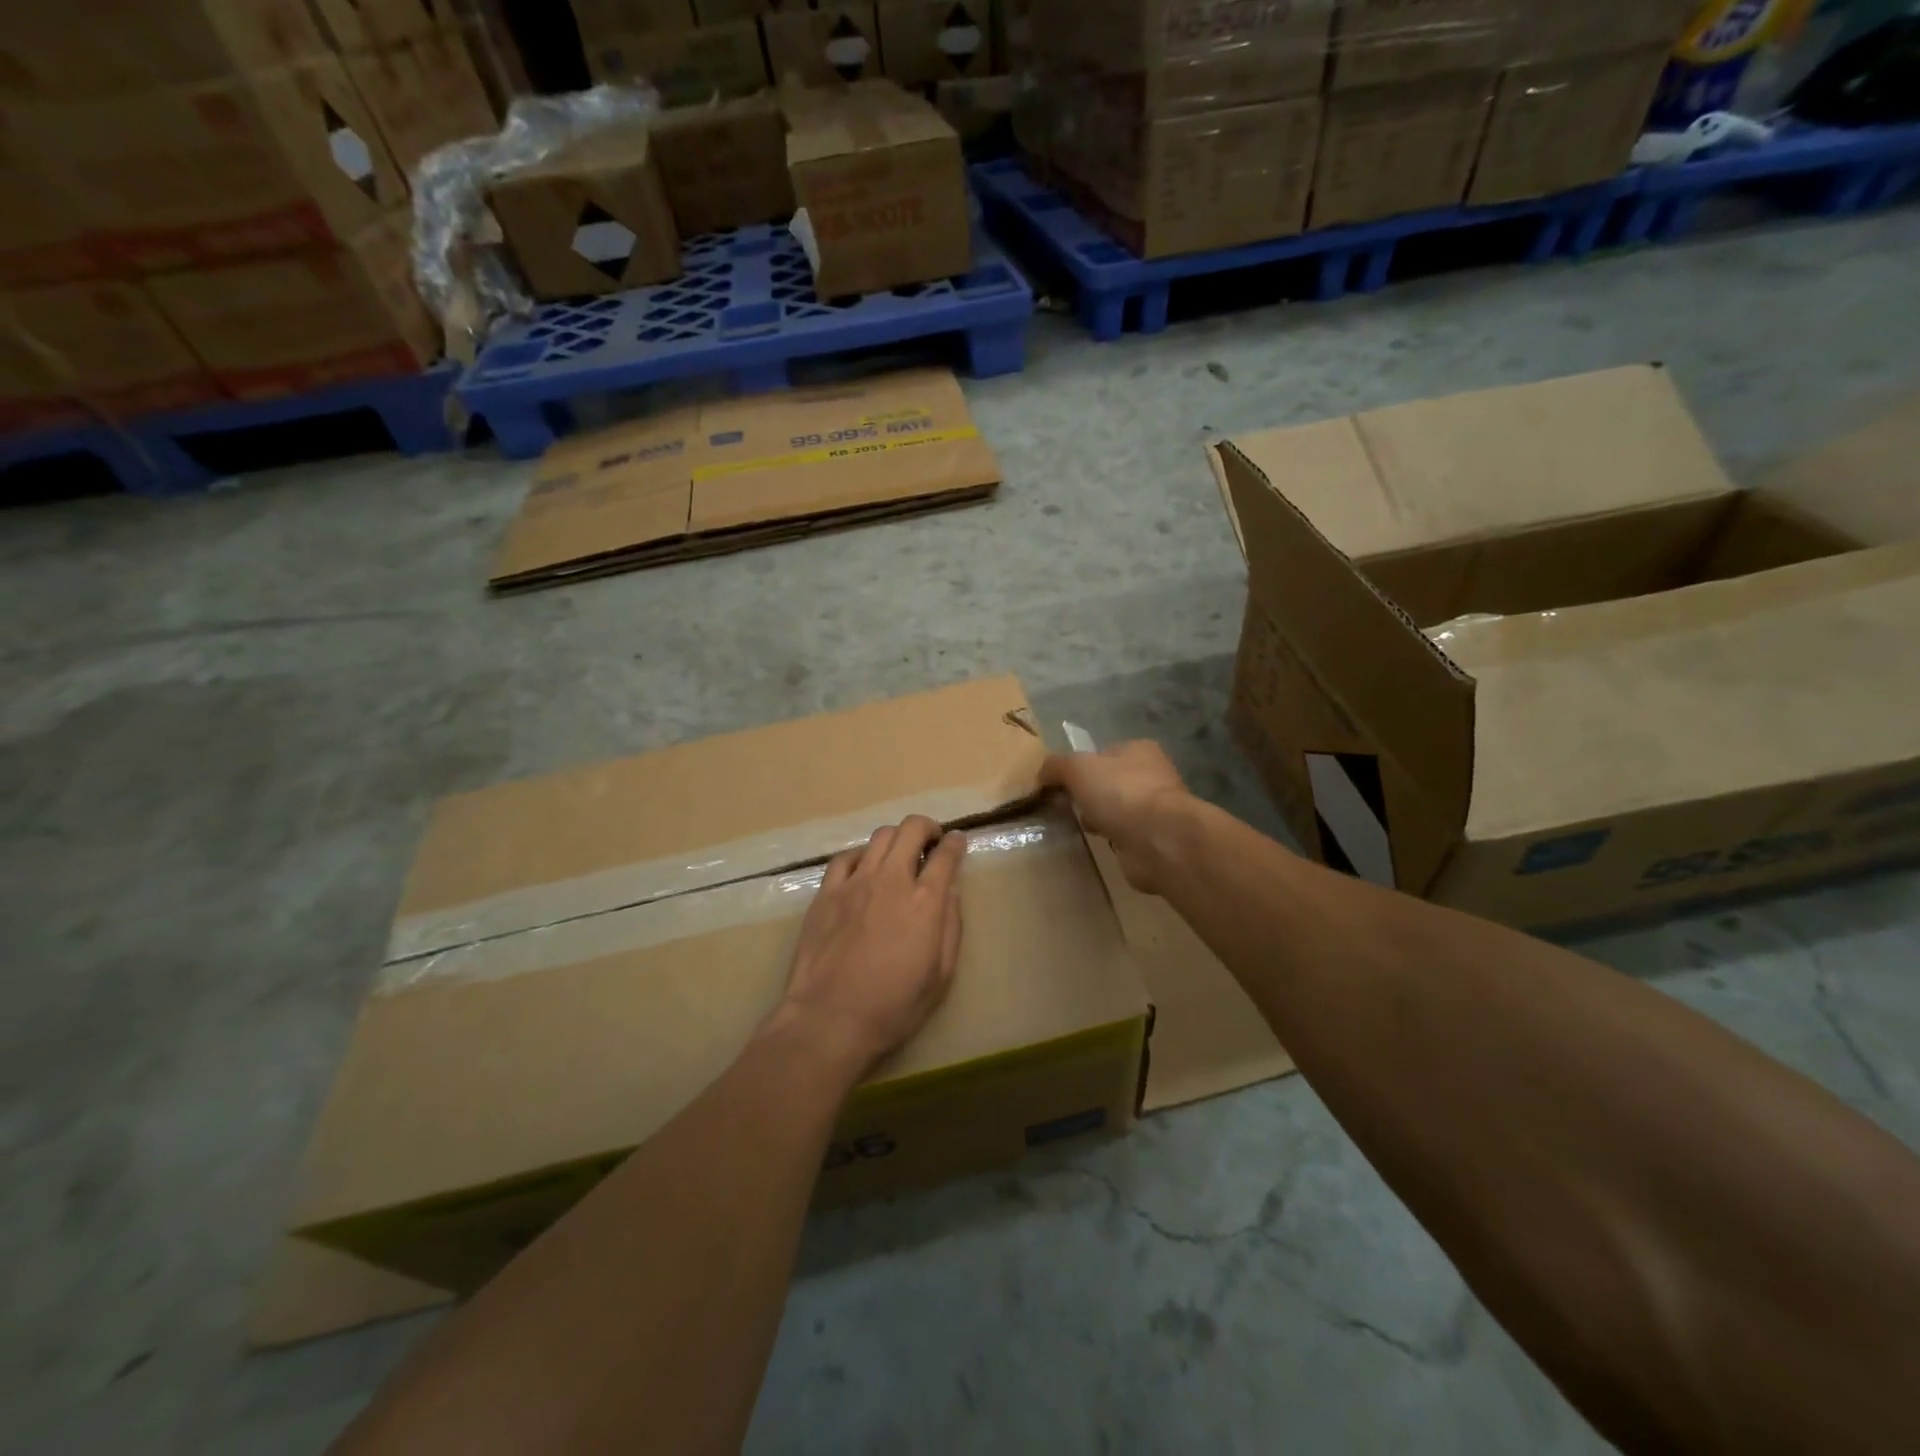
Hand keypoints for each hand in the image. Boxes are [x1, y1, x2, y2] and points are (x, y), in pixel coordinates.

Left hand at [774, 816, 965, 1072]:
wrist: (830, 1019)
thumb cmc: (894, 1007)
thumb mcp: (941, 976)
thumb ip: (951, 927)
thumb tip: (950, 894)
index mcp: (925, 902)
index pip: (946, 854)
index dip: (956, 842)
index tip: (958, 841)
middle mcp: (891, 880)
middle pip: (912, 829)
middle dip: (927, 828)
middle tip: (931, 842)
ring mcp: (855, 882)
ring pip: (880, 836)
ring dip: (896, 839)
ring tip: (899, 855)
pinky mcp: (826, 892)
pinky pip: (845, 857)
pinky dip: (861, 856)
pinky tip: (863, 870)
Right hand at [1040, 742, 1191, 894]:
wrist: (1159, 839)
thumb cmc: (1120, 793)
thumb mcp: (1077, 768)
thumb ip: (1056, 766)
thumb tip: (1041, 775)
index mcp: (1139, 750)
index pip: (1104, 753)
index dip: (1081, 766)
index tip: (1060, 785)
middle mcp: (1152, 776)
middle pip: (1110, 782)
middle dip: (1089, 795)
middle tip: (1067, 808)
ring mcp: (1156, 809)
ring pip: (1117, 810)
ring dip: (1100, 819)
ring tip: (1079, 828)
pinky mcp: (1155, 839)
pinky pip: (1125, 836)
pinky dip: (1112, 839)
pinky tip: (1099, 844)